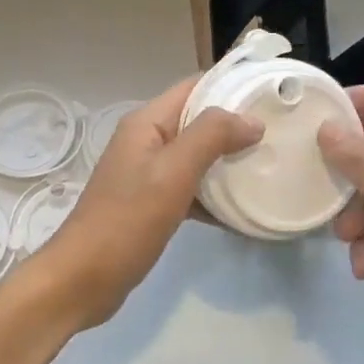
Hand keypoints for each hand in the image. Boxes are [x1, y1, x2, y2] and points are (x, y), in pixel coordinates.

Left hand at [37, 77, 261, 328]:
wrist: (83, 278)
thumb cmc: (127, 220)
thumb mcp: (172, 173)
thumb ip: (211, 137)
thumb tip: (252, 120)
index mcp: (147, 123)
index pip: (194, 86)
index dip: (231, 85)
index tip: (272, 94)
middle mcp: (146, 141)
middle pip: (198, 120)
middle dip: (236, 125)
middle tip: (280, 134)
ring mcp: (147, 173)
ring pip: (196, 156)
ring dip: (228, 161)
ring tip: (269, 167)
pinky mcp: (150, 203)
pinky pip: (190, 188)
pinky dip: (213, 195)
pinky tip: (241, 211)